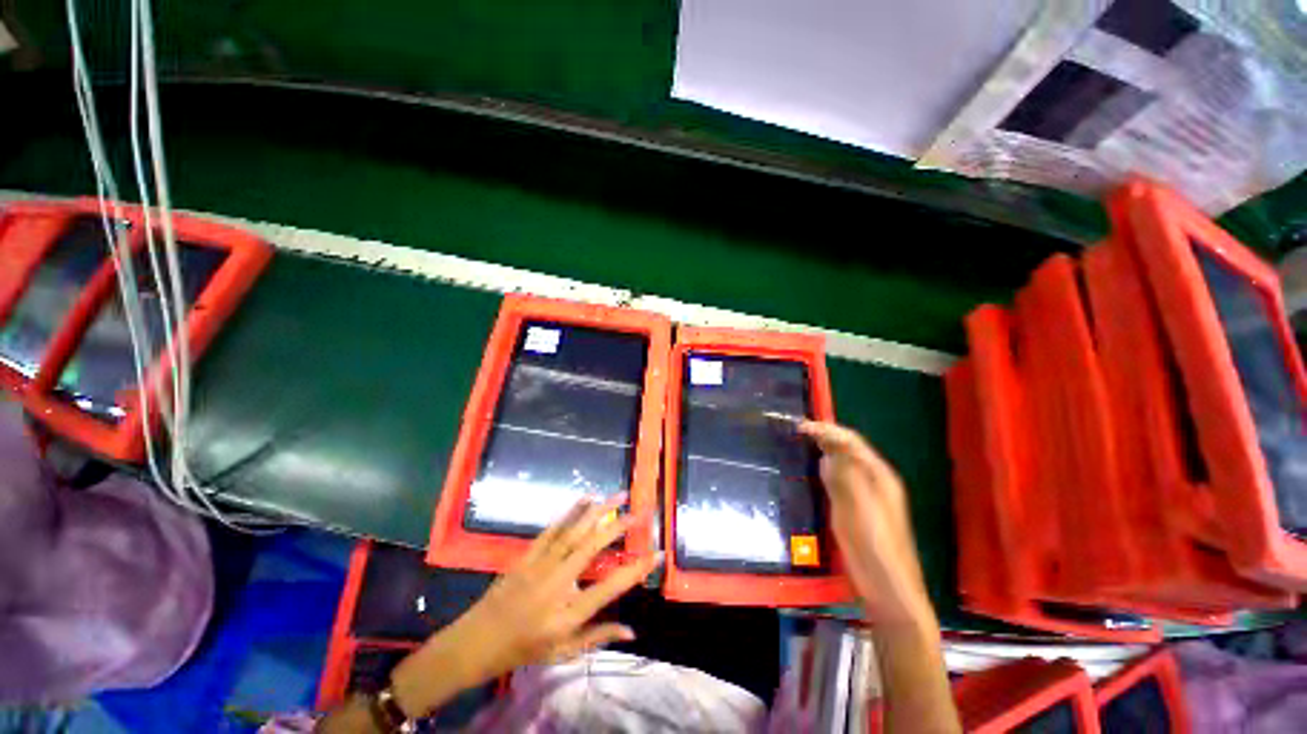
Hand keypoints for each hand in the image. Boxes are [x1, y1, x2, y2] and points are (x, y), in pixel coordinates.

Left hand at [390, 493, 660, 717]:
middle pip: (593, 549)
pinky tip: (587, 498)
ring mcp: (540, 566)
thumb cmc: (523, 650)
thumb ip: (598, 638)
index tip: (657, 552)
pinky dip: (572, 512)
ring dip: (599, 511)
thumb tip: (632, 631)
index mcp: (568, 615)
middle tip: (640, 510)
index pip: (610, 588)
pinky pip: (553, 529)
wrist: (476, 642)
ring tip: (619, 495)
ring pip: (574, 532)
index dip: (636, 569)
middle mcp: (557, 585)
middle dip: (619, 526)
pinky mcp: (528, 555)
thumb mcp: (563, 653)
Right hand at [800, 421, 933, 626]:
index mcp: (879, 475)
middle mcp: (873, 481)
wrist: (887, 587)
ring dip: (824, 452)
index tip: (801, 427)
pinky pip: (837, 481)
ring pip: (842, 465)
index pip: (851, 442)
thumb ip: (844, 476)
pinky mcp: (854, 509)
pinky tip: (812, 471)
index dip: (827, 430)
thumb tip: (827, 452)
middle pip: (848, 451)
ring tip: (801, 444)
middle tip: (798, 432)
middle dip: (825, 438)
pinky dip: (824, 471)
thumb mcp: (858, 506)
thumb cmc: (875, 545)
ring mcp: (864, 496)